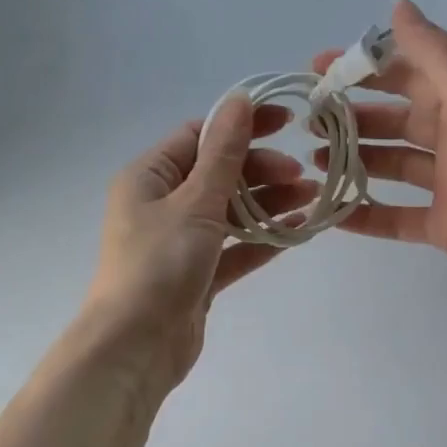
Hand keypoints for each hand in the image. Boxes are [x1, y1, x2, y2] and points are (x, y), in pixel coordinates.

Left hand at [80, 98, 313, 393]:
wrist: (136, 346)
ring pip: (230, 212)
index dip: (242, 126)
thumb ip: (223, 154)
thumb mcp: (194, 203)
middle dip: (261, 170)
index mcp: (149, 177)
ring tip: (311, 198)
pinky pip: (233, 248)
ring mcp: (180, 242)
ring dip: (267, 203)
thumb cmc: (159, 265)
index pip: (199, 136)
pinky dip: (261, 240)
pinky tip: (296, 231)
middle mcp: (161, 204)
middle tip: (301, 175)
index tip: (286, 122)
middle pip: (218, 174)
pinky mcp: (197, 276)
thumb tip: (239, 100)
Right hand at [310, 0, 446, 302]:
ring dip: (355, 163)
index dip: (366, 68)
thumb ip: (437, 56)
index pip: (408, 76)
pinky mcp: (442, 226)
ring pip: (391, 167)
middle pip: (394, 123)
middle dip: (353, 119)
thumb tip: (398, 4)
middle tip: (309, 121)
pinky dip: (366, 216)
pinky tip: (332, 214)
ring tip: (314, 162)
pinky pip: (396, 218)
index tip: (320, 68)